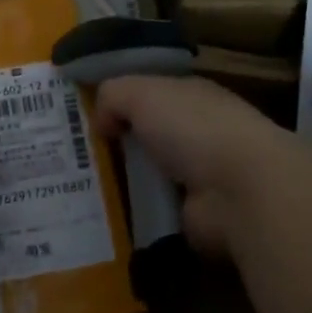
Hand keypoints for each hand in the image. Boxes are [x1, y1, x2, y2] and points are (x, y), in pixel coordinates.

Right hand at [94, 75, 308, 258]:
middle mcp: (199, 133)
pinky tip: (104, 219)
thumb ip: (113, 96)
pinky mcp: (196, 216)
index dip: (120, 103)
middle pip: (148, 136)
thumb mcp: (142, 93)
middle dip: (116, 146)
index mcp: (192, 96)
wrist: (240, 191)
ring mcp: (200, 177)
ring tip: (79, 192)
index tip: (84, 118)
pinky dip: (135, 215)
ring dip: (123, 184)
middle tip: (71, 158)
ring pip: (150, 176)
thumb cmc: (193, 128)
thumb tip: (101, 120)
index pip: (151, 94)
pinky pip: (155, 212)